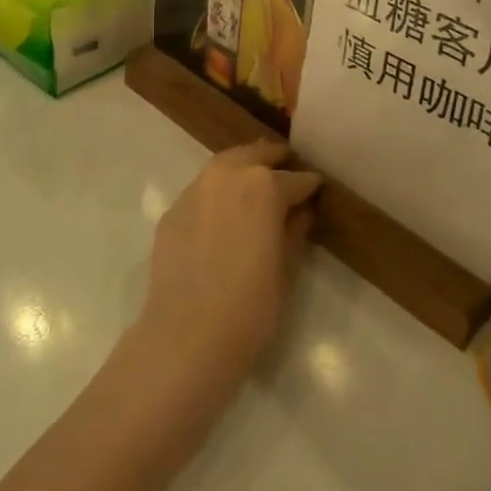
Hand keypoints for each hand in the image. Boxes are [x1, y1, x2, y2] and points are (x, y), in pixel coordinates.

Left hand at [133, 143, 320, 401]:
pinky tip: (222, 210)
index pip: (295, 179)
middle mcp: (228, 175)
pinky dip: (217, 192)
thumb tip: (301, 213)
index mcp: (264, 186)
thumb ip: (294, 232)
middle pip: (255, 154)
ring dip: (243, 166)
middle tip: (287, 167)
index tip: (317, 188)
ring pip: (224, 164)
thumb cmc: (250, 307)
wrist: (187, 336)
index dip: (309, 185)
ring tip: (254, 179)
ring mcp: (196, 189)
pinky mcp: (173, 210)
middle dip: (274, 159)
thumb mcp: (286, 270)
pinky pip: (201, 190)